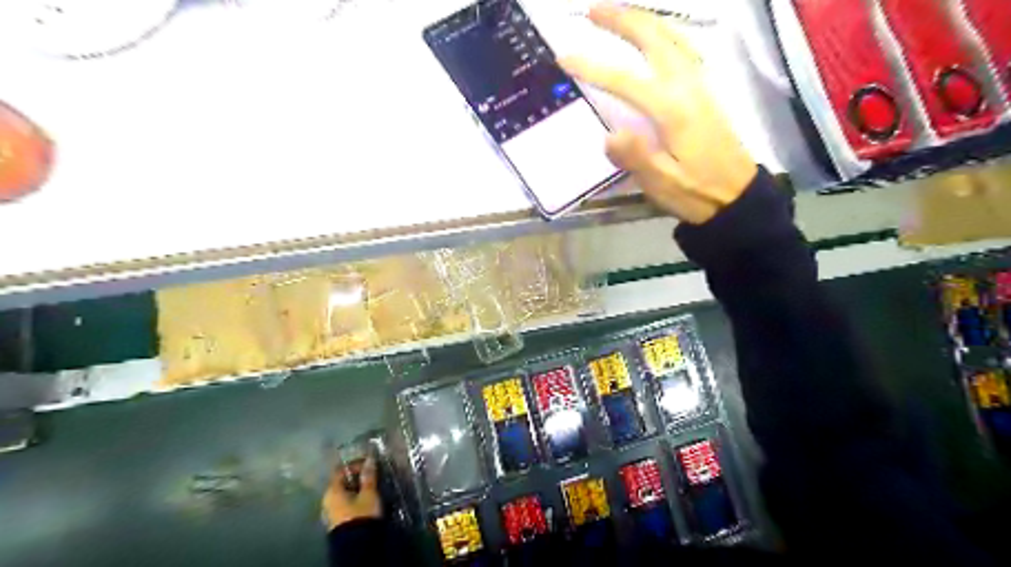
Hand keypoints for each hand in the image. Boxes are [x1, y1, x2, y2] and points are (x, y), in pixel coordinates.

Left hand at [324, 457, 383, 530]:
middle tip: (371, 475)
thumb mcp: (369, 493)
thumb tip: (370, 459)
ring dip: (356, 489)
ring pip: (343, 494)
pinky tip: (364, 500)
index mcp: (332, 491)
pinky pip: (344, 503)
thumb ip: (369, 476)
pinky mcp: (336, 521)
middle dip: (356, 477)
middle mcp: (327, 500)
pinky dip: (353, 498)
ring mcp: (330, 512)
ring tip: (370, 488)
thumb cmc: (361, 515)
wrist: (356, 546)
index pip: (340, 470)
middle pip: (341, 482)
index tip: (369, 464)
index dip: (355, 464)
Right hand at [562, 3, 758, 223]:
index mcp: (672, 110)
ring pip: (671, 37)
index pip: (625, 80)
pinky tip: (656, 36)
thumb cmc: (697, 193)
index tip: (564, 58)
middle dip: (621, 20)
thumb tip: (609, 135)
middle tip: (591, 10)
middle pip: (653, 40)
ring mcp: (700, 84)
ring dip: (643, 20)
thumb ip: (636, 158)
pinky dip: (665, 32)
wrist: (738, 196)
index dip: (593, 67)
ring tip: (618, 13)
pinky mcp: (705, 90)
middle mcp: (687, 87)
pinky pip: (684, 47)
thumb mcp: (663, 184)